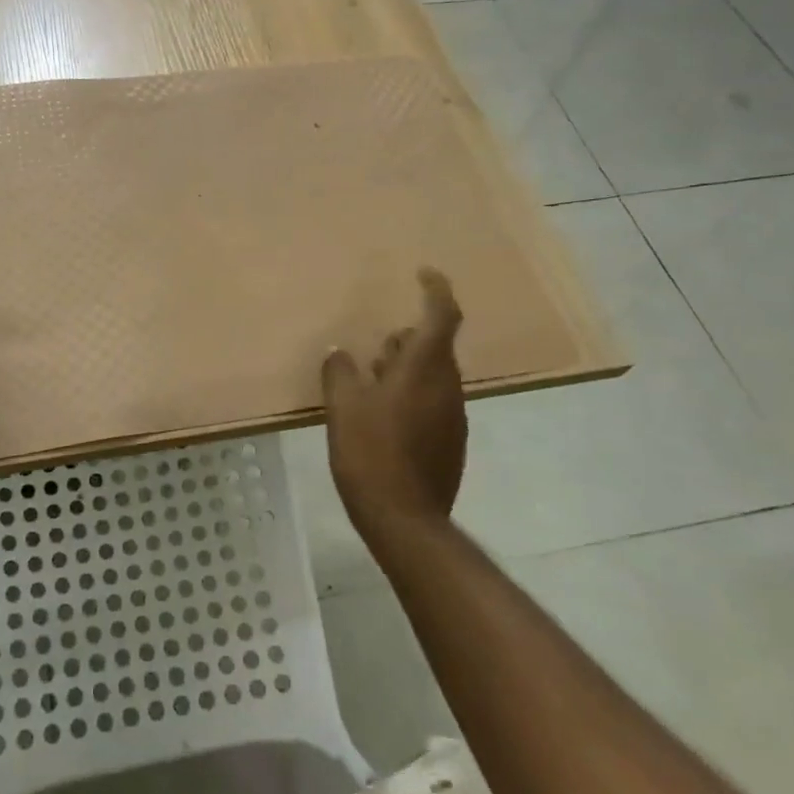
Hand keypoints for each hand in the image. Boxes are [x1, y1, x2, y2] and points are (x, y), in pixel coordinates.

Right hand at [322, 269, 466, 540]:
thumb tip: (340, 354)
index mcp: (425, 369)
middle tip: (376, 346)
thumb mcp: (343, 407)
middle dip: (408, 339)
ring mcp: (453, 416)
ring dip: (407, 368)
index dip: (437, 290)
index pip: (443, 316)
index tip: (423, 273)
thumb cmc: (371, 453)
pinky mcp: (450, 442)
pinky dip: (410, 395)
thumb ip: (340, 372)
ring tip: (371, 379)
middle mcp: (447, 387)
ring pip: (433, 376)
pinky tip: (381, 415)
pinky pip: (432, 401)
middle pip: (435, 346)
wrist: (406, 520)